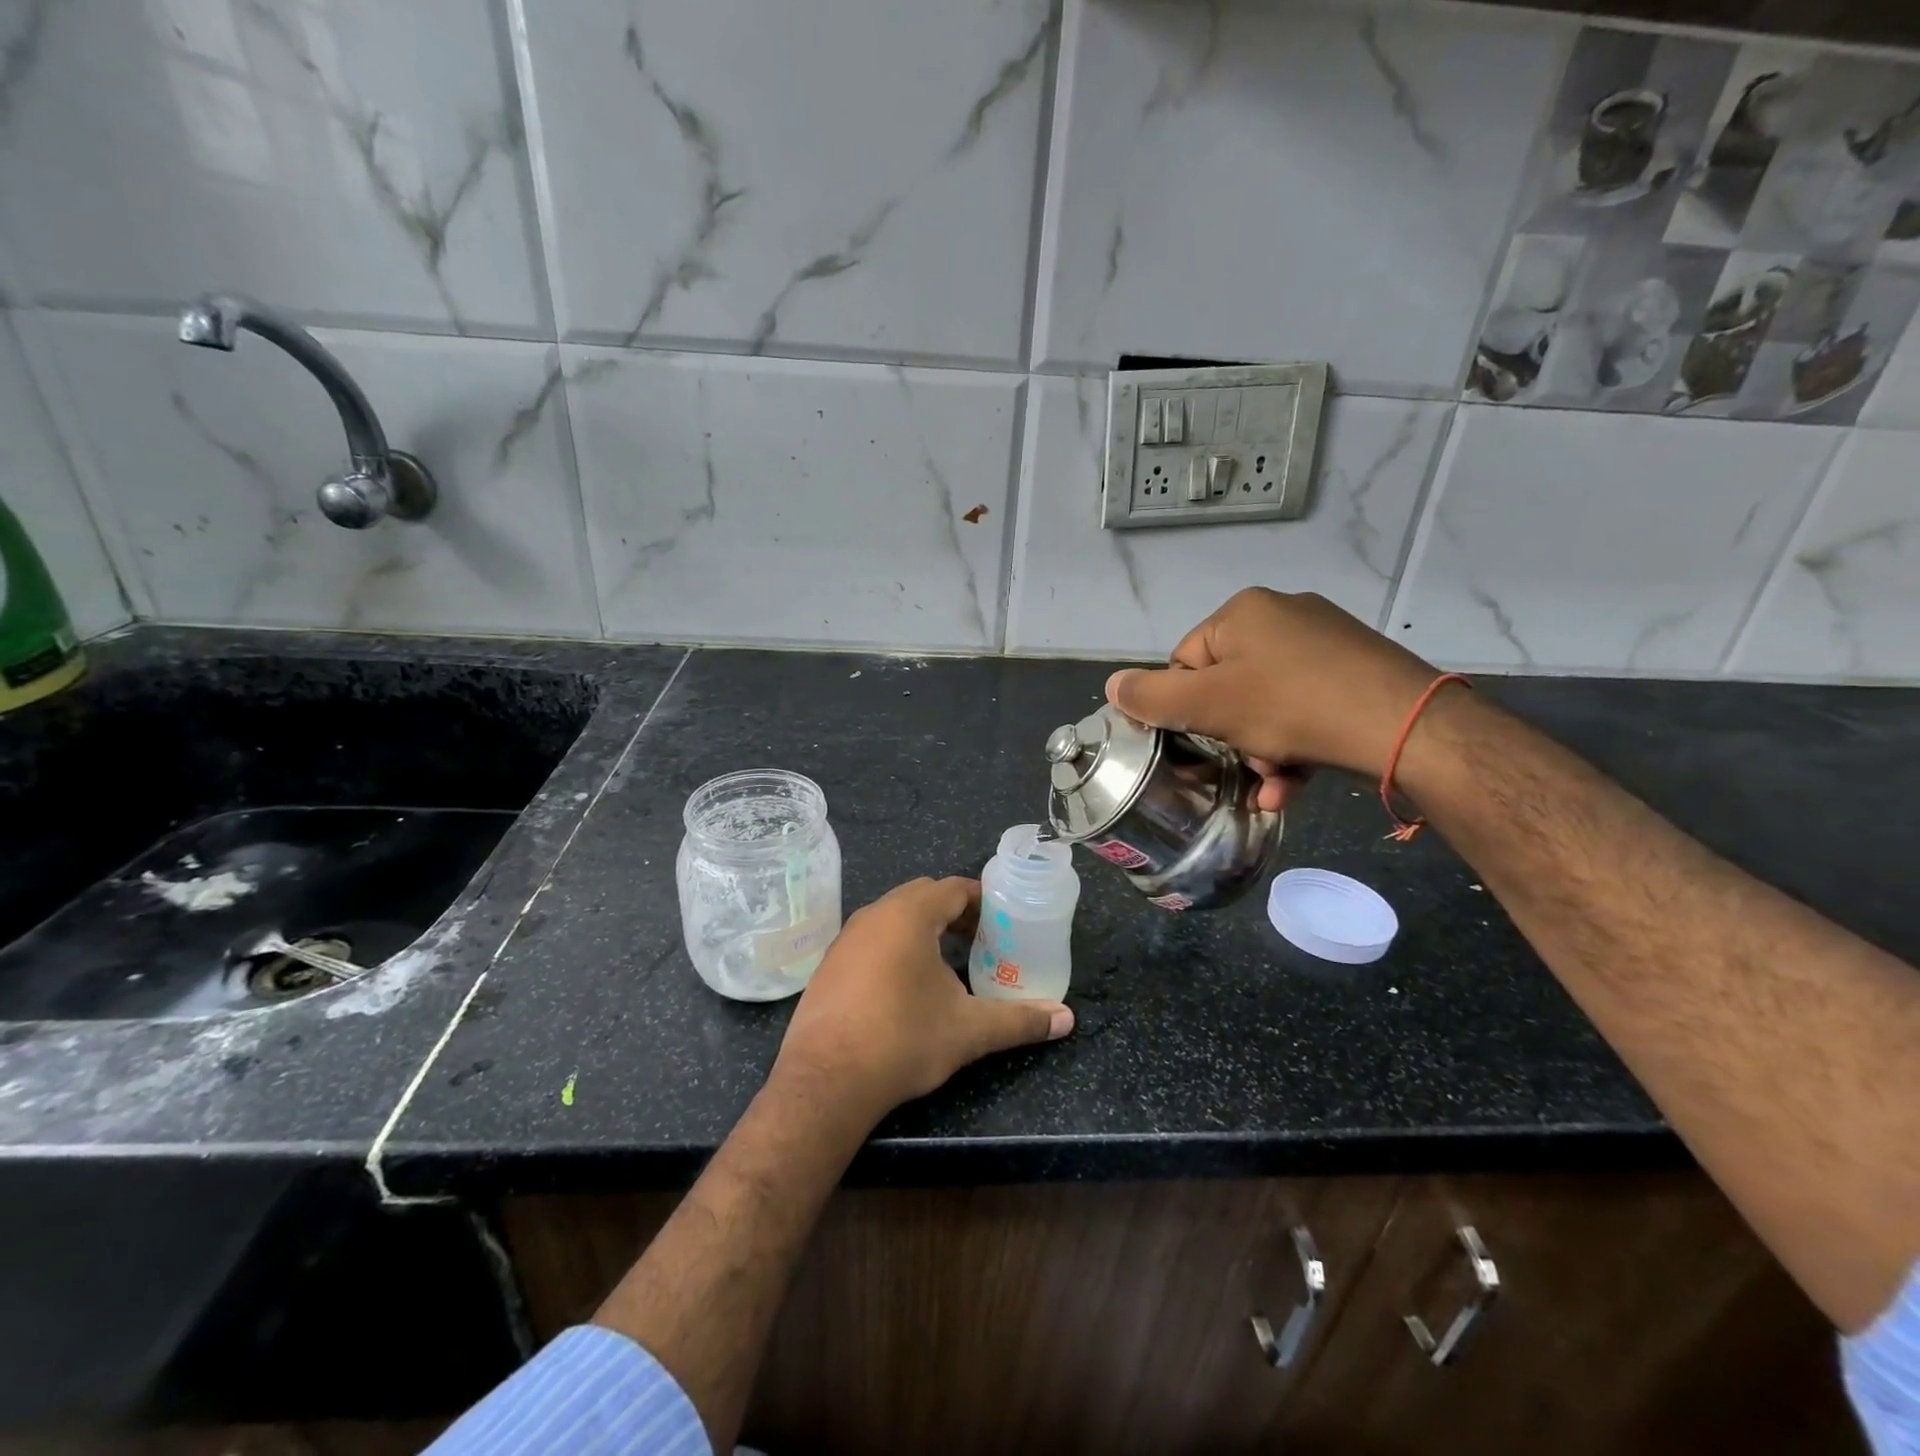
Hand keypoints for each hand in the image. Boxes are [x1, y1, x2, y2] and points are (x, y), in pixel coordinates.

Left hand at [772, 877, 1072, 1126]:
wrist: (826, 1080)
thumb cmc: (903, 1040)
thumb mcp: (969, 1030)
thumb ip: (1019, 1020)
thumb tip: (1066, 1020)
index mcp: (909, 915)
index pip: (953, 888)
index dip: (982, 900)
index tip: (1003, 922)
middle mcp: (874, 915)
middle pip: (923, 896)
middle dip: (955, 912)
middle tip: (980, 941)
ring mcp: (846, 938)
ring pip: (893, 916)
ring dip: (923, 929)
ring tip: (947, 963)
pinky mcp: (829, 964)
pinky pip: (870, 939)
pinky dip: (895, 947)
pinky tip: (905, 986)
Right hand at [1105, 588, 1441, 810]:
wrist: (1404, 725)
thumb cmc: (1292, 706)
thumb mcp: (1208, 704)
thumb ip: (1152, 696)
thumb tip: (1111, 685)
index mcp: (1243, 612)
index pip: (1187, 661)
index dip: (1189, 707)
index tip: (1205, 740)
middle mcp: (1284, 615)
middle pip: (1229, 685)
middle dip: (1231, 736)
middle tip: (1246, 766)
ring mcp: (1326, 641)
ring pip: (1268, 703)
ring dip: (1261, 750)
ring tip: (1274, 784)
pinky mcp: (1357, 669)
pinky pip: (1305, 707)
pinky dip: (1295, 744)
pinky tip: (1295, 781)